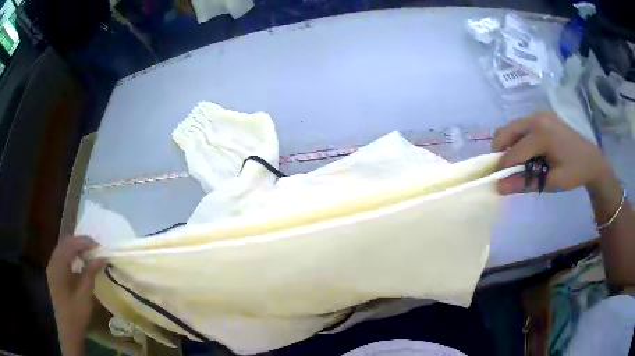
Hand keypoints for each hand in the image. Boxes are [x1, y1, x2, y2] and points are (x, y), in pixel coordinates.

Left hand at [46, 236, 105, 355]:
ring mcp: (51, 268)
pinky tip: (79, 262)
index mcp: (58, 266)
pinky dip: (70, 255)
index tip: (98, 246)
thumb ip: (90, 273)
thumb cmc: (76, 314)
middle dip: (80, 242)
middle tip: (94, 248)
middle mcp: (52, 262)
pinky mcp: (53, 274)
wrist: (68, 330)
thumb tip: (101, 258)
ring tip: (88, 253)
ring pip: (62, 248)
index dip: (84, 242)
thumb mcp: (85, 295)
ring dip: (75, 247)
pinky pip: (61, 256)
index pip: (70, 245)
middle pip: (65, 243)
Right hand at [493, 112, 610, 194]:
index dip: (502, 167)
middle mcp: (537, 119)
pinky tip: (528, 152)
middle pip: (507, 131)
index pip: (514, 151)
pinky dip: (519, 139)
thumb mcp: (551, 182)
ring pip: (513, 127)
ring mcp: (540, 115)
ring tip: (518, 162)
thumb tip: (500, 188)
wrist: (591, 159)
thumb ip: (526, 183)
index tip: (493, 179)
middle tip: (502, 169)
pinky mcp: (543, 116)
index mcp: (542, 134)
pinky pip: (522, 126)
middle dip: (500, 150)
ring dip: (509, 144)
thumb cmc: (574, 172)